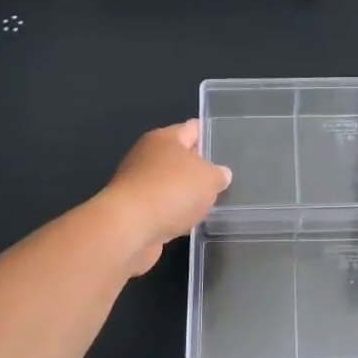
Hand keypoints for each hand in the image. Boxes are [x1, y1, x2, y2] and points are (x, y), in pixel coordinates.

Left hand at [100, 120, 231, 275]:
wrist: (129, 228)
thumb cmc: (173, 191)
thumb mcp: (210, 179)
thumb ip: (219, 174)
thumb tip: (220, 174)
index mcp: (165, 138)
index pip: (193, 129)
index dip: (211, 136)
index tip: (228, 149)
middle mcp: (147, 156)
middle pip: (180, 158)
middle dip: (200, 170)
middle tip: (223, 182)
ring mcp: (137, 183)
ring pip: (170, 185)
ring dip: (186, 195)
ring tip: (209, 206)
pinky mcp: (133, 211)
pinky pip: (161, 208)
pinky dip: (173, 214)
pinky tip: (188, 224)